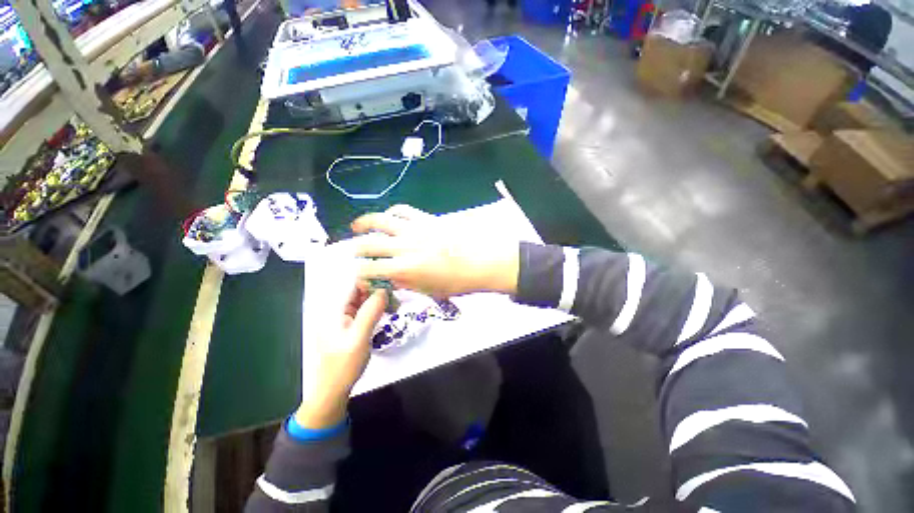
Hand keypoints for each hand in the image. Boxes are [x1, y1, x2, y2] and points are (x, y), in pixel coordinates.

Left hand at [297, 245, 386, 428]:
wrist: (333, 390)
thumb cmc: (343, 364)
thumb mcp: (359, 337)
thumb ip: (370, 312)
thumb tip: (383, 290)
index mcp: (333, 309)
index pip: (353, 284)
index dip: (372, 279)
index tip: (391, 280)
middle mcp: (337, 309)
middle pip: (360, 291)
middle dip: (378, 290)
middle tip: (397, 294)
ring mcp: (343, 318)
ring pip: (364, 300)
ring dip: (380, 300)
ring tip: (396, 304)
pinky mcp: (350, 326)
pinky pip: (365, 311)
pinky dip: (377, 309)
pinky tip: (388, 311)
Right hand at [348, 205, 519, 297]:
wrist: (481, 261)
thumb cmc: (458, 281)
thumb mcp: (429, 290)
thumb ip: (406, 283)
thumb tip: (389, 278)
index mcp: (405, 269)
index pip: (369, 269)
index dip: (360, 273)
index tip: (362, 275)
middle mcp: (404, 246)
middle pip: (369, 244)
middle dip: (357, 249)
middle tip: (357, 252)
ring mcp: (415, 229)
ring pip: (381, 221)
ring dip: (365, 223)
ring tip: (357, 227)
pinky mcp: (426, 218)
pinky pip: (402, 210)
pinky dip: (391, 213)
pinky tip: (389, 217)